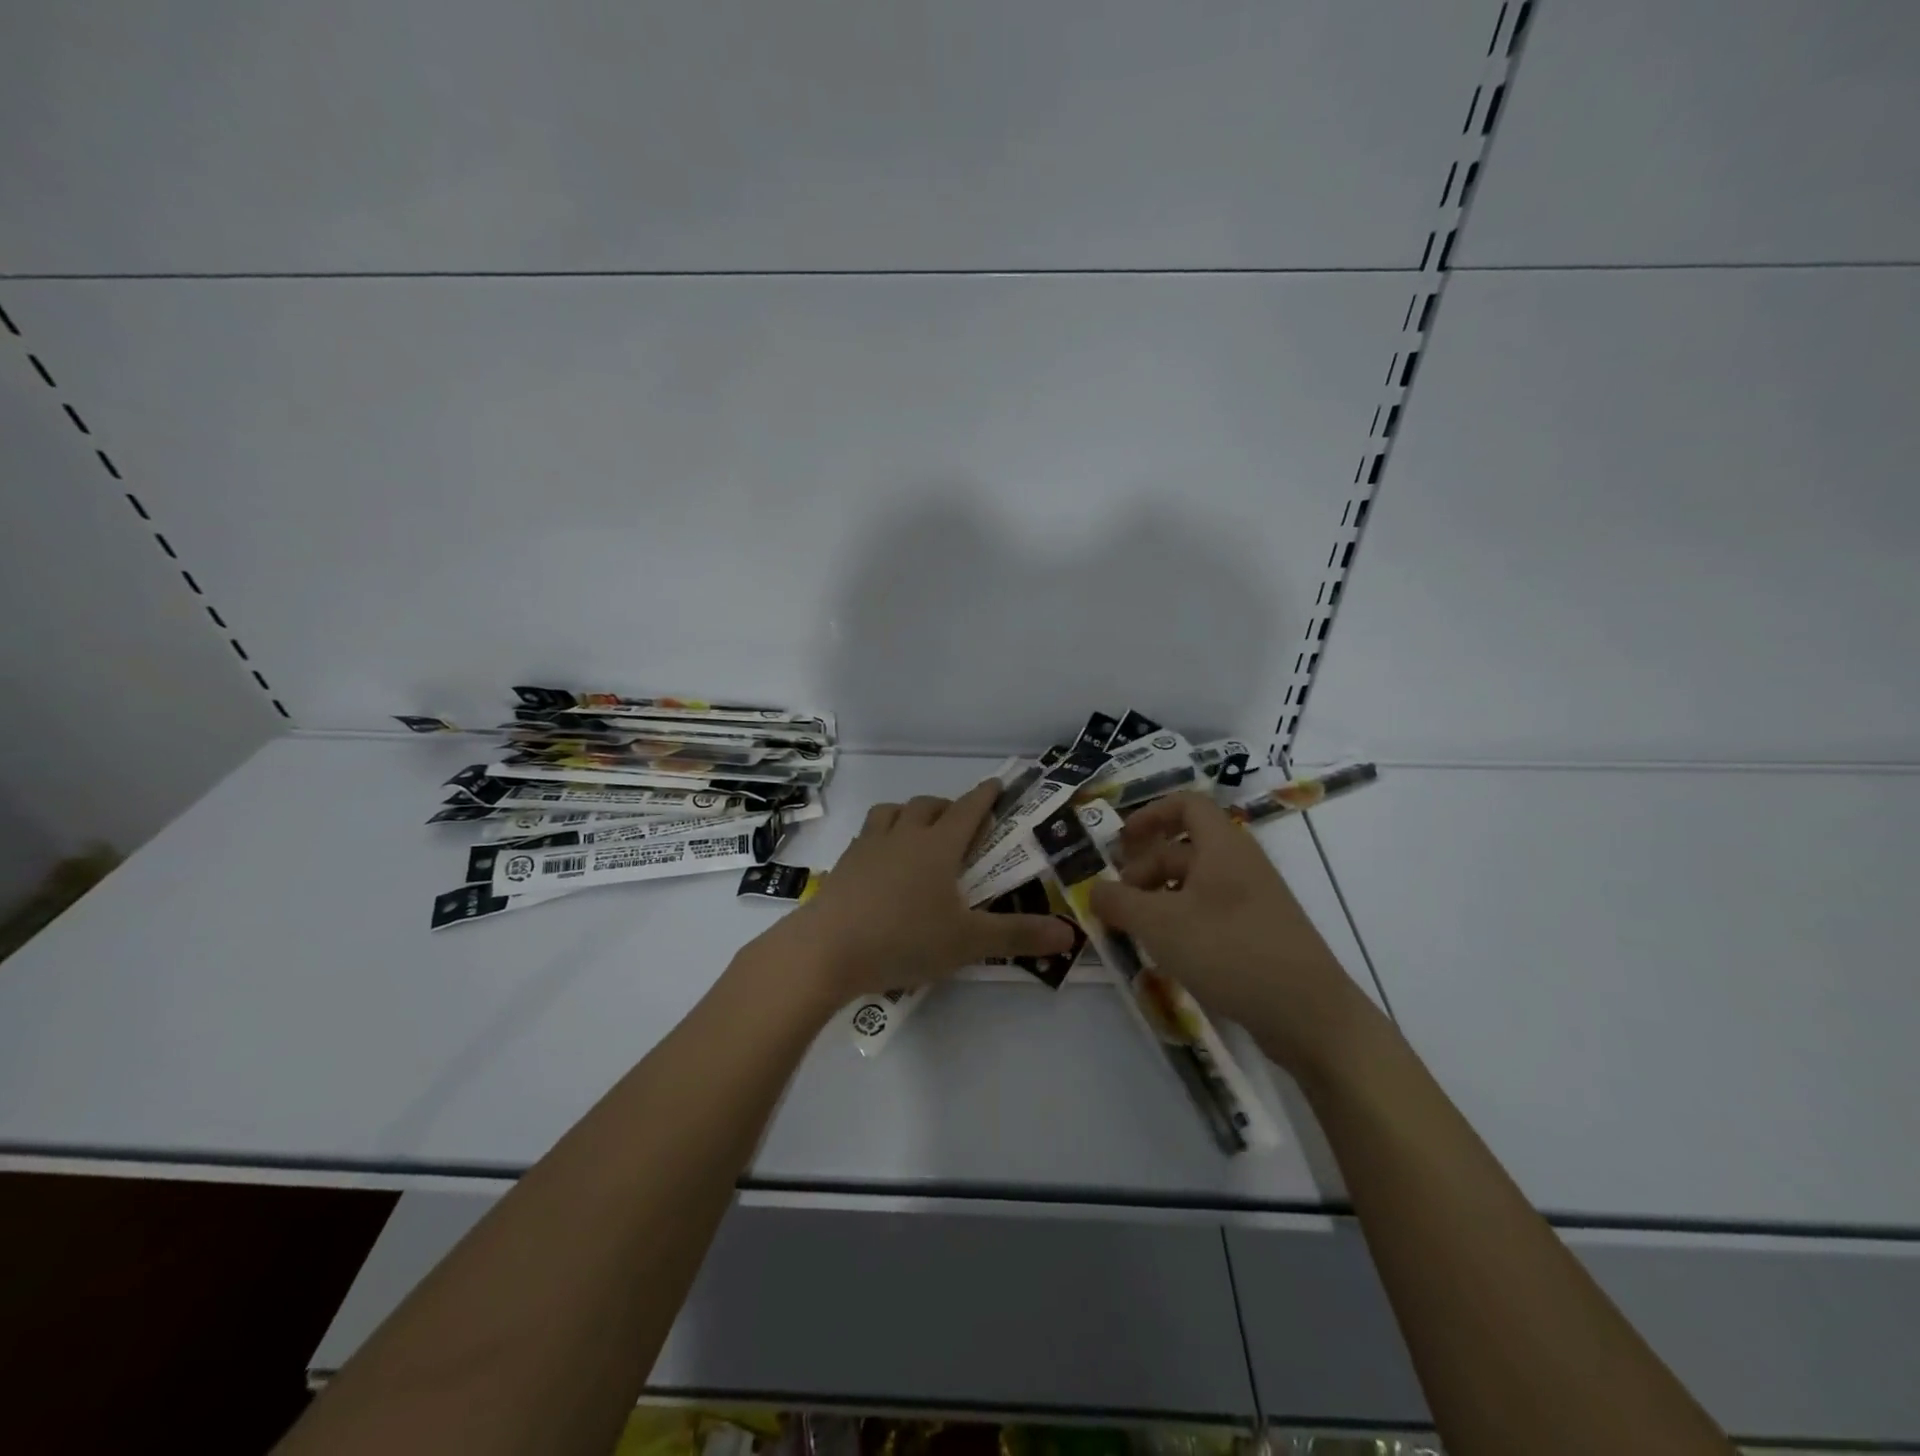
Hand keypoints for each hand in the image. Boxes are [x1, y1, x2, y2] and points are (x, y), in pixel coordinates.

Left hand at [769, 779, 1075, 1002]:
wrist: (826, 950)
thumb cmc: (904, 938)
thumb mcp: (968, 942)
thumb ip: (1018, 935)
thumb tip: (1069, 934)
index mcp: (938, 846)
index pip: (969, 809)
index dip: (986, 795)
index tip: (998, 784)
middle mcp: (904, 835)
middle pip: (929, 805)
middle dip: (949, 807)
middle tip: (962, 826)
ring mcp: (868, 846)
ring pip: (892, 812)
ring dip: (910, 814)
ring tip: (919, 835)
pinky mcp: (844, 864)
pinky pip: (867, 835)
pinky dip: (882, 837)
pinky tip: (883, 863)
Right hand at [1089, 791, 1371, 1075]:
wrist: (1310, 1015)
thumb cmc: (1229, 951)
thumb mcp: (1160, 924)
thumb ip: (1119, 903)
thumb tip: (1094, 891)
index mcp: (1222, 846)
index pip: (1186, 805)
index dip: (1150, 815)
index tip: (1121, 842)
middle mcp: (1240, 865)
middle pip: (1184, 849)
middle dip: (1144, 869)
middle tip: (1117, 902)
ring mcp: (1253, 901)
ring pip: (1195, 885)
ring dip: (1159, 900)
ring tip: (1134, 932)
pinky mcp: (1259, 934)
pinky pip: (1211, 913)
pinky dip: (1182, 923)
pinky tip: (1167, 954)